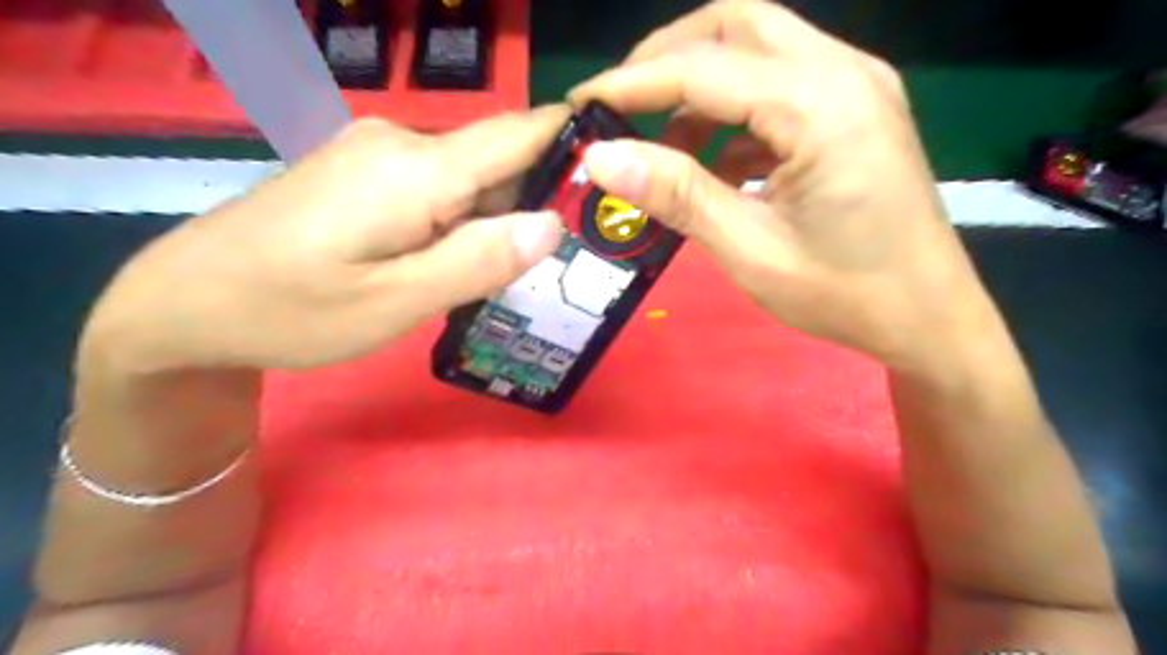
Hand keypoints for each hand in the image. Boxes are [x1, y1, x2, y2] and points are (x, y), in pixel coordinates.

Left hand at [80, 107, 570, 374]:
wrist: (187, 302)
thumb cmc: (290, 311)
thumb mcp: (393, 303)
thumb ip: (476, 262)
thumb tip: (552, 224)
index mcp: (414, 169)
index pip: (519, 134)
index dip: (573, 144)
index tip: (617, 176)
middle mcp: (403, 143)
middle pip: (499, 163)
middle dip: (536, 206)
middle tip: (561, 266)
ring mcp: (380, 153)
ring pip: (472, 180)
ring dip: (497, 222)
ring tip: (504, 277)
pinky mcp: (368, 171)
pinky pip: (440, 189)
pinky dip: (463, 223)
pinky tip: (453, 264)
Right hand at [570, 0, 997, 371]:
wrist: (929, 317)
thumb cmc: (844, 295)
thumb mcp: (751, 250)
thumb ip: (678, 195)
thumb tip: (602, 157)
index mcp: (822, 107)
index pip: (703, 67)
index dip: (632, 82)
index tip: (581, 104)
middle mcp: (844, 72)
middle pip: (736, 24)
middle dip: (667, 60)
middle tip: (622, 109)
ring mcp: (855, 86)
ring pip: (758, 47)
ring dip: (700, 87)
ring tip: (666, 151)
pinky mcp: (854, 110)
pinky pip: (779, 86)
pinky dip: (733, 114)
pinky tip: (716, 165)